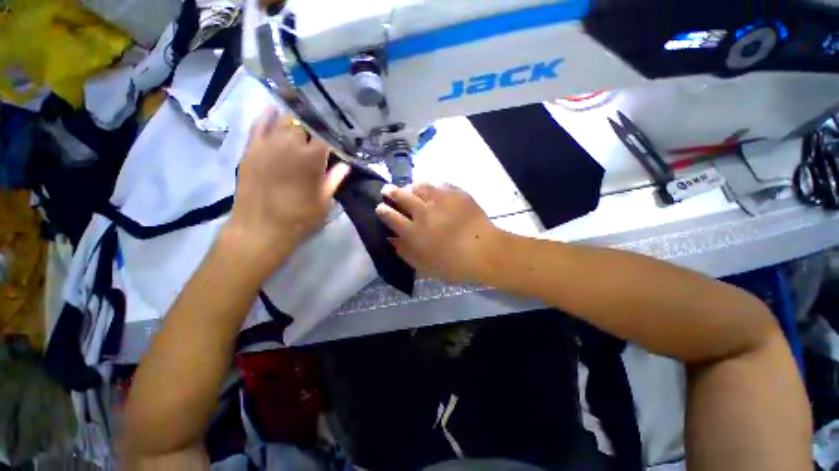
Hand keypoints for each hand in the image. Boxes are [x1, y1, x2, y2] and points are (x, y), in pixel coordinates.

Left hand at [225, 106, 349, 275]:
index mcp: (311, 158)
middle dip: (314, 124)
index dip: (333, 131)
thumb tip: (345, 165)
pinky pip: (258, 124)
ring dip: (294, 117)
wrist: (260, 228)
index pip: (326, 134)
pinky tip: (273, 109)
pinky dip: (266, 115)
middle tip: (321, 127)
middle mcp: (289, 144)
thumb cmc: (299, 217)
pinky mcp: (250, 148)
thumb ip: (335, 179)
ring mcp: (267, 144)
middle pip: (304, 122)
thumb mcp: (324, 201)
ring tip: (302, 113)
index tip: (339, 131)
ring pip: (282, 118)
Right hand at [375, 182, 502, 282]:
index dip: (382, 210)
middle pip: (401, 195)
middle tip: (387, 191)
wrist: (486, 251)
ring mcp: (440, 200)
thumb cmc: (454, 265)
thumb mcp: (425, 266)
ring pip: (418, 185)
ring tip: (411, 189)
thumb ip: (405, 252)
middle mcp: (423, 212)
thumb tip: (391, 239)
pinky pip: (439, 184)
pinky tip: (434, 191)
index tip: (380, 207)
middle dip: (390, 192)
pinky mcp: (456, 193)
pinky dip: (433, 187)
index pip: (390, 216)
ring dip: (410, 186)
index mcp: (414, 232)